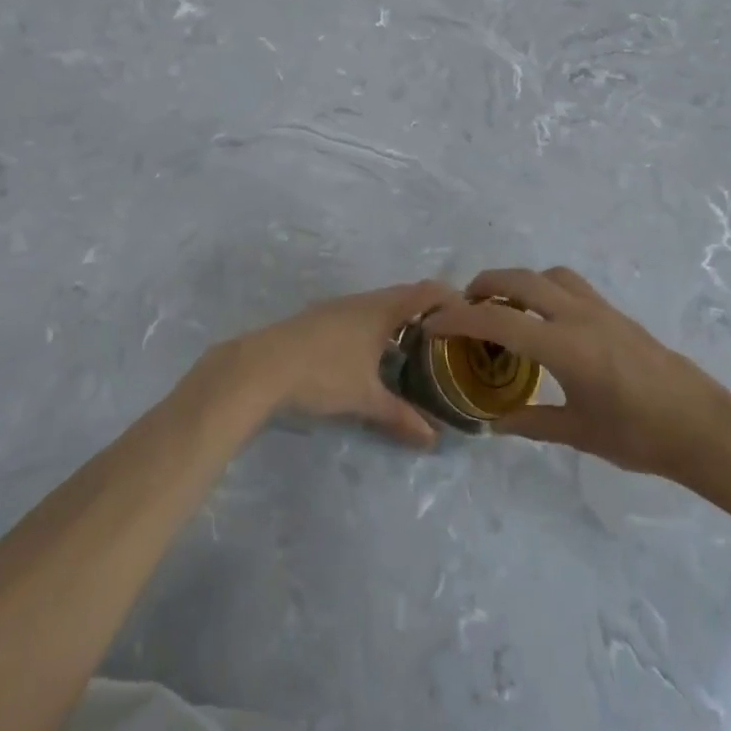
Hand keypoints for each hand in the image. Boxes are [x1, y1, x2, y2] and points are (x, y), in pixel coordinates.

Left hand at [197, 281, 458, 447]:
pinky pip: (359, 315)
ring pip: (378, 306)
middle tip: (448, 339)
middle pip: (403, 296)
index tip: (471, 317)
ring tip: (415, 349)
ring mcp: (335, 307)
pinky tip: (372, 354)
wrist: (259, 367)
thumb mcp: (365, 399)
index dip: (452, 298)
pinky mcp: (317, 319)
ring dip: (398, 321)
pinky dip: (375, 328)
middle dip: (427, 313)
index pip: (426, 291)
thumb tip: (433, 439)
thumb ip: (400, 416)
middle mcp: (360, 301)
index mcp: (380, 309)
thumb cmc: (321, 374)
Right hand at [424, 268, 730, 484]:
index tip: (434, 324)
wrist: (703, 427)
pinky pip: (569, 284)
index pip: (499, 321)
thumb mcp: (579, 432)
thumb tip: (493, 423)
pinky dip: (543, 287)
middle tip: (462, 306)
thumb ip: (531, 422)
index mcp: (565, 346)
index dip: (459, 319)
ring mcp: (600, 309)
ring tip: (501, 305)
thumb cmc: (640, 436)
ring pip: (547, 275)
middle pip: (520, 280)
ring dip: (516, 281)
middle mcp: (579, 316)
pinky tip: (542, 318)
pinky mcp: (615, 312)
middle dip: (484, 285)